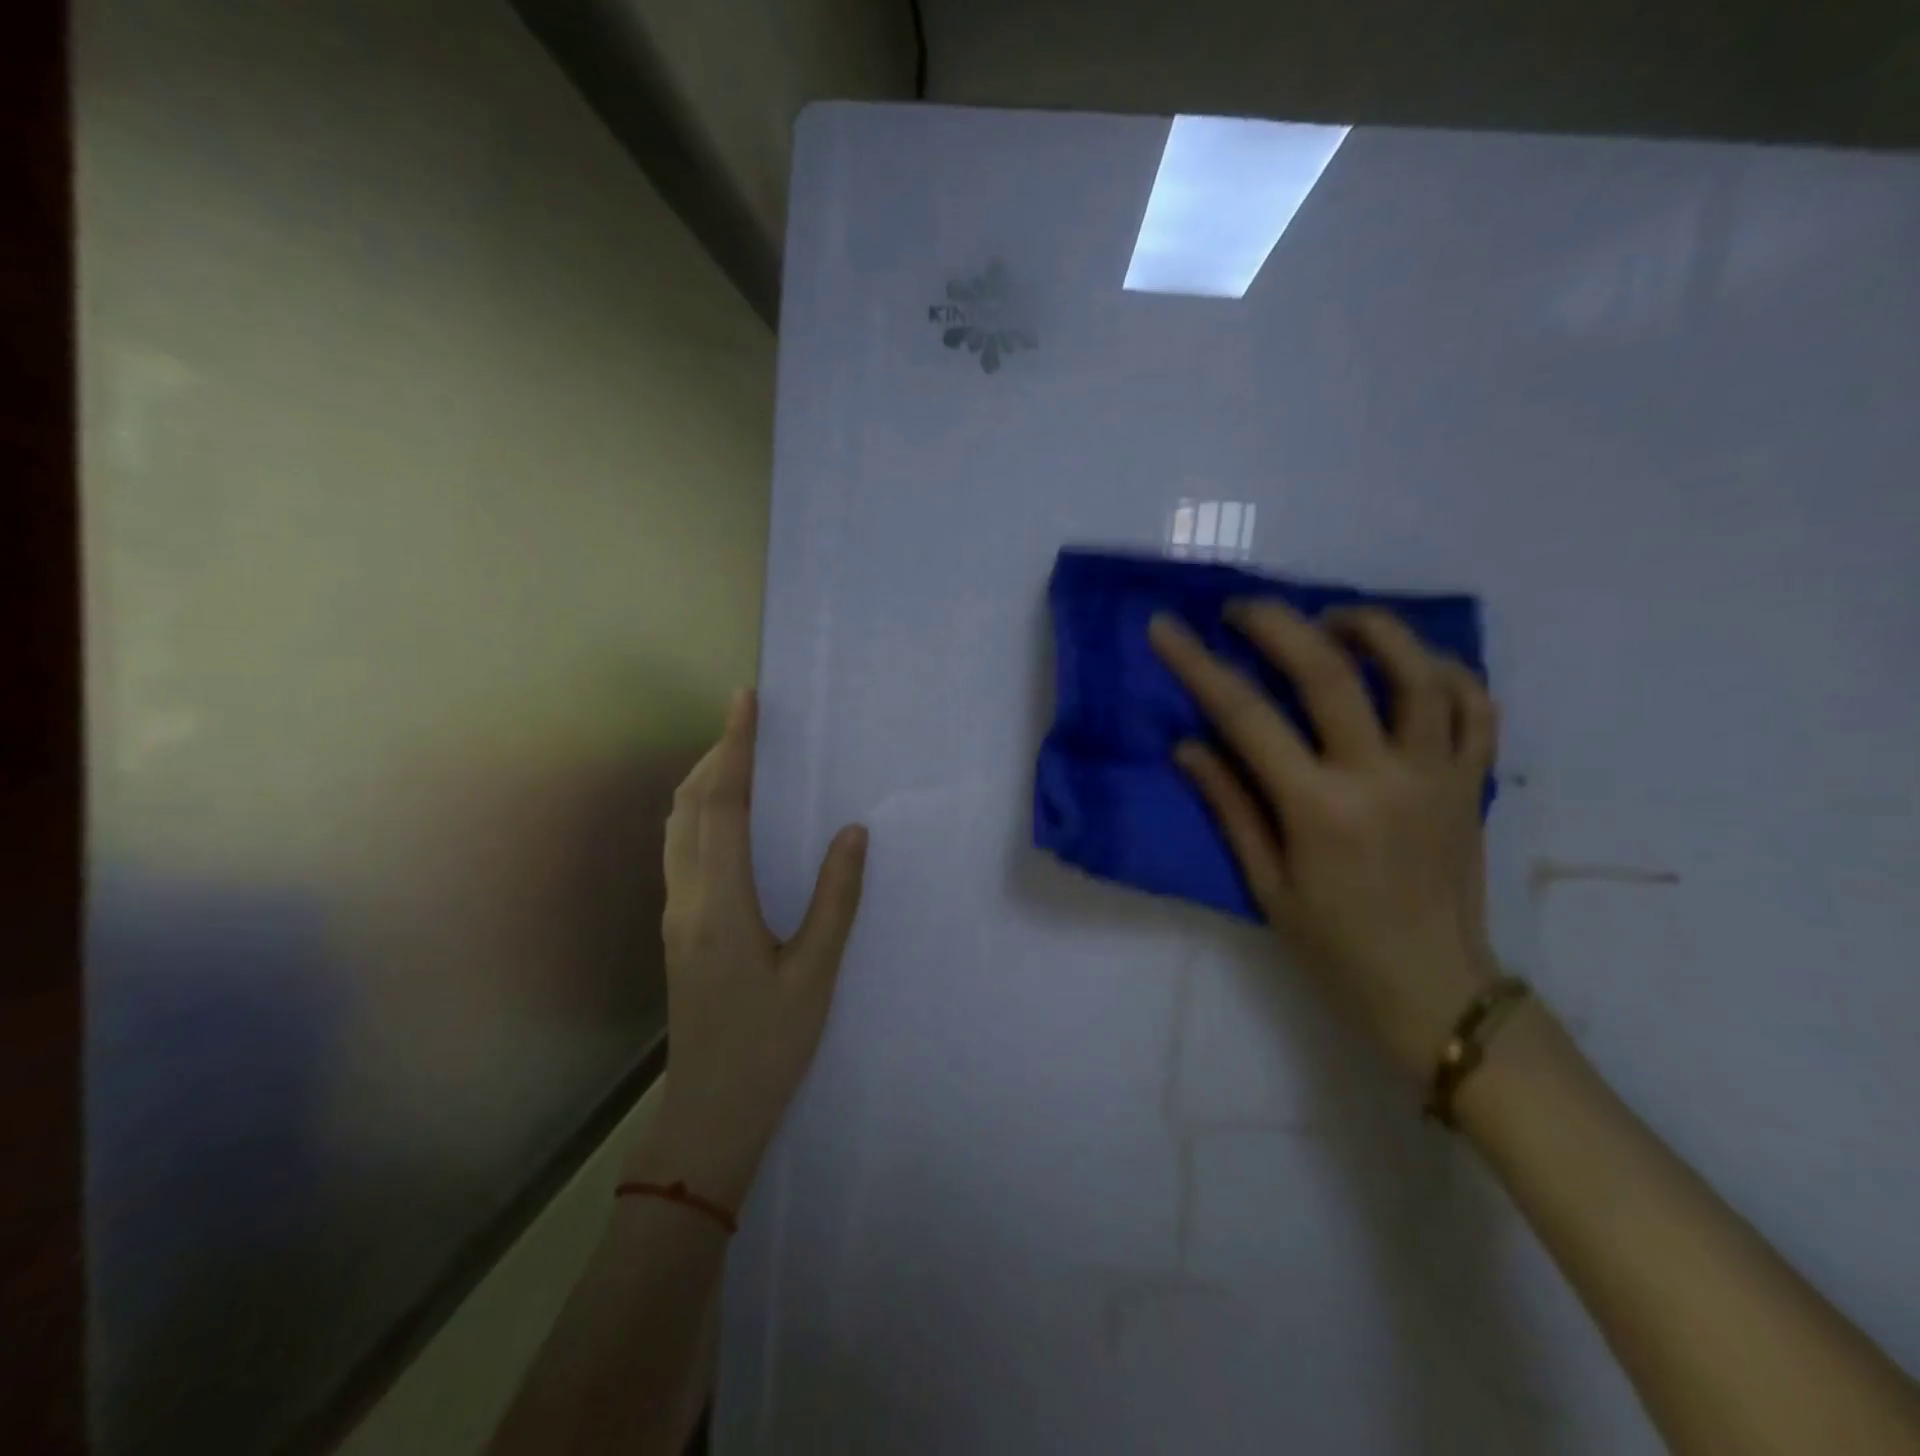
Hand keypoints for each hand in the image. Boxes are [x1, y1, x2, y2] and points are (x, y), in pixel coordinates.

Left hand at [649, 689, 867, 1205]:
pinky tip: (726, 815)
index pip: (723, 805)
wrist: (711, 1112)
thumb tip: (854, 832)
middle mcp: (687, 898)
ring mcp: (675, 913)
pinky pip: (681, 848)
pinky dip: (699, 812)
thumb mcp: (816, 974)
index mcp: (721, 904)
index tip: (745, 702)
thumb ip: (836, 899)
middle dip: (717, 754)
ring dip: (703, 781)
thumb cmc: (769, 1046)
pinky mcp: (678, 927)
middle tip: (749, 720)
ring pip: (676, 826)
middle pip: (689, 806)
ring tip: (738, 754)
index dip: (734, 749)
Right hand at [1149, 602, 1499, 1079]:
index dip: (1198, 664)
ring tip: (1331, 618)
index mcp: (1319, 808)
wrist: (1435, 992)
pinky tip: (1407, 663)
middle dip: (1277, 623)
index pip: (1245, 715)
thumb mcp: (1265, 884)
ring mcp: (1437, 773)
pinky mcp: (1473, 782)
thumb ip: (1230, 806)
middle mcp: (1382, 776)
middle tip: (1241, 609)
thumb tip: (1189, 745)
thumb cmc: (1334, 947)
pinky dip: (1442, 670)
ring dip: (1369, 627)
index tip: (1165, 628)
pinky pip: (1473, 706)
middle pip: (1329, 670)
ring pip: (1416, 669)